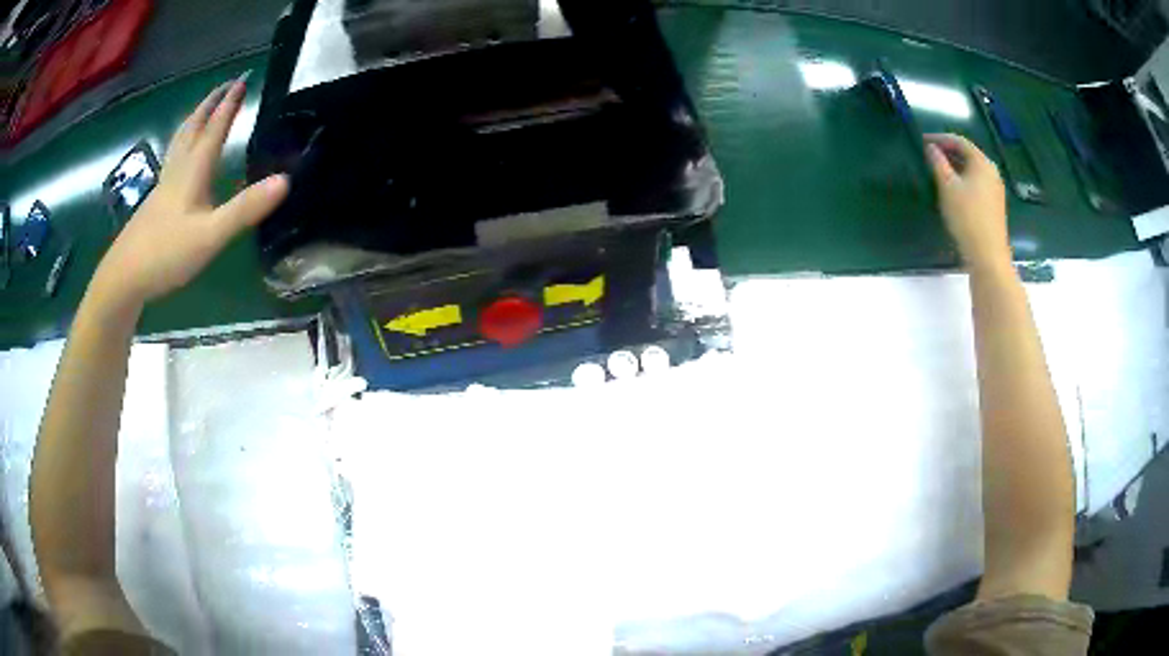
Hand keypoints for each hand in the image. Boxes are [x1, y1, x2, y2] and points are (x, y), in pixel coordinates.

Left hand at [91, 75, 288, 307]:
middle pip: (194, 126)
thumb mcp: (210, 236)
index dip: (230, 103)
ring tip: (204, 108)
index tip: (244, 79)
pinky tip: (181, 156)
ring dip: (195, 119)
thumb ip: (245, 209)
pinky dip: (182, 144)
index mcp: (193, 170)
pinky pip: (172, 159)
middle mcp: (178, 170)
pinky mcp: (155, 201)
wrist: (124, 278)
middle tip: (226, 84)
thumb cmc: (166, 254)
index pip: (215, 128)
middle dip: (211, 103)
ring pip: (180, 141)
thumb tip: (286, 180)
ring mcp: (163, 185)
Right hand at [925, 133, 1011, 270]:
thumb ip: (938, 163)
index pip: (959, 141)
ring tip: (939, 171)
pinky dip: (964, 180)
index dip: (941, 138)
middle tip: (930, 155)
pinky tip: (954, 190)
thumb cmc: (967, 217)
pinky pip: (977, 184)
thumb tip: (931, 148)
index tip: (923, 141)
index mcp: (982, 162)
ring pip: (973, 170)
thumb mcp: (947, 187)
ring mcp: (995, 190)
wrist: (988, 256)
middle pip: (968, 154)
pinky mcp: (995, 205)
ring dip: (956, 167)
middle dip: (949, 152)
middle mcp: (992, 172)